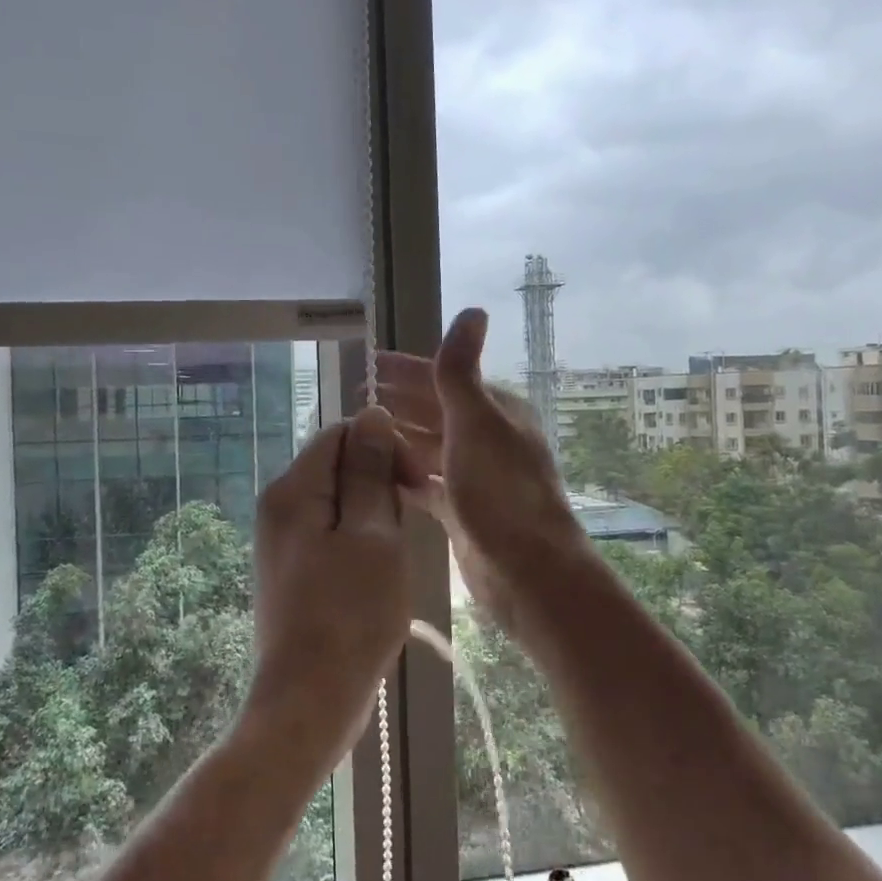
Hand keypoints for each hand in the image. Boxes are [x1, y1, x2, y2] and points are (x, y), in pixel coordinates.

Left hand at [242, 405, 414, 775]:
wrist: (309, 701)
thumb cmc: (349, 616)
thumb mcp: (372, 535)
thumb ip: (369, 471)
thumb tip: (371, 414)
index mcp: (293, 490)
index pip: (342, 433)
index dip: (384, 447)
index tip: (415, 484)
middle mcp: (279, 506)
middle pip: (338, 465)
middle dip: (379, 484)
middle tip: (405, 529)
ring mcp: (283, 540)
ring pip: (340, 502)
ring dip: (375, 517)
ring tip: (394, 557)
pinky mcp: (293, 569)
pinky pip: (333, 532)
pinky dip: (361, 542)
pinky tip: (378, 574)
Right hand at [378, 309, 591, 639]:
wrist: (528, 570)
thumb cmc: (500, 490)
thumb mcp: (476, 422)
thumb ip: (461, 371)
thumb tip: (473, 310)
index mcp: (495, 412)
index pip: (444, 379)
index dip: (406, 370)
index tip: (368, 364)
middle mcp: (487, 440)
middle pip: (435, 412)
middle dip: (398, 403)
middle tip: (353, 398)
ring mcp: (476, 477)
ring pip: (429, 448)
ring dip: (398, 438)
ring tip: (359, 434)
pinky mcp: (464, 512)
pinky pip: (428, 484)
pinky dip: (405, 475)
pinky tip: (380, 473)